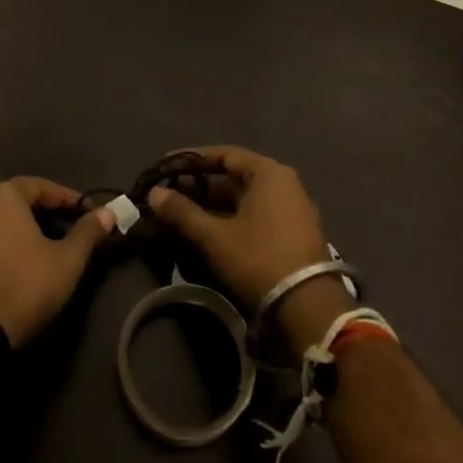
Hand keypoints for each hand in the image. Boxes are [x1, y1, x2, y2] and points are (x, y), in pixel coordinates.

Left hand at [0, 178, 113, 347]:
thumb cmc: (24, 285)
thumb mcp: (67, 260)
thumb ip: (88, 232)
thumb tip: (109, 212)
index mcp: (3, 195)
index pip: (41, 186)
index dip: (69, 199)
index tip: (90, 213)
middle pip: (19, 201)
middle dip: (46, 212)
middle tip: (71, 227)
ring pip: (1, 222)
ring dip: (25, 229)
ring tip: (49, 246)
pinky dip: (7, 245)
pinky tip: (22, 262)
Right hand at [146, 146, 347, 353]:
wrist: (308, 308)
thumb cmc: (258, 259)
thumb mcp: (215, 236)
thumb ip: (182, 212)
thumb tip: (154, 193)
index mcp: (269, 173)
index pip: (224, 154)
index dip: (192, 159)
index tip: (166, 166)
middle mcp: (284, 183)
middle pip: (234, 177)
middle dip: (199, 186)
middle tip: (169, 195)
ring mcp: (292, 209)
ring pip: (244, 199)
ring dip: (213, 205)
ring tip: (181, 214)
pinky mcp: (293, 233)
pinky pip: (255, 215)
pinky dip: (230, 218)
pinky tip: (207, 231)